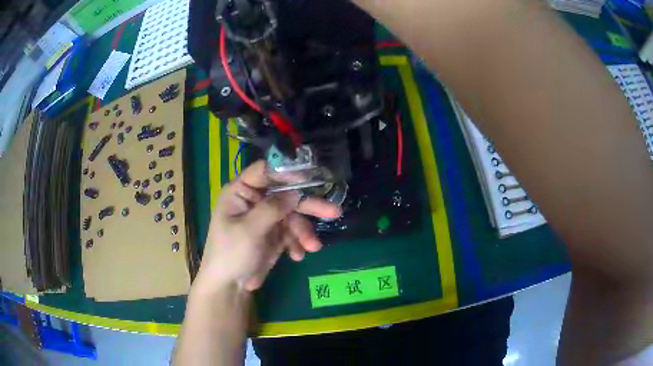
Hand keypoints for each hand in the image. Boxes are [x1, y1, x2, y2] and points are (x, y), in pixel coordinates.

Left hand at [194, 161, 340, 292]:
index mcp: (241, 192)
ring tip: (313, 247)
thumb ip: (273, 208)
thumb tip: (296, 192)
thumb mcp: (250, 229)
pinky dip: (297, 242)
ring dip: (304, 231)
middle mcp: (255, 201)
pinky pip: (292, 232)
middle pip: (285, 195)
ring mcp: (266, 218)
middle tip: (334, 212)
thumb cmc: (231, 253)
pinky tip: (297, 255)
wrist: (231, 286)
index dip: (287, 172)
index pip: (265, 171)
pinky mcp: (275, 234)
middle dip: (308, 206)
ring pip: (293, 216)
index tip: (311, 179)